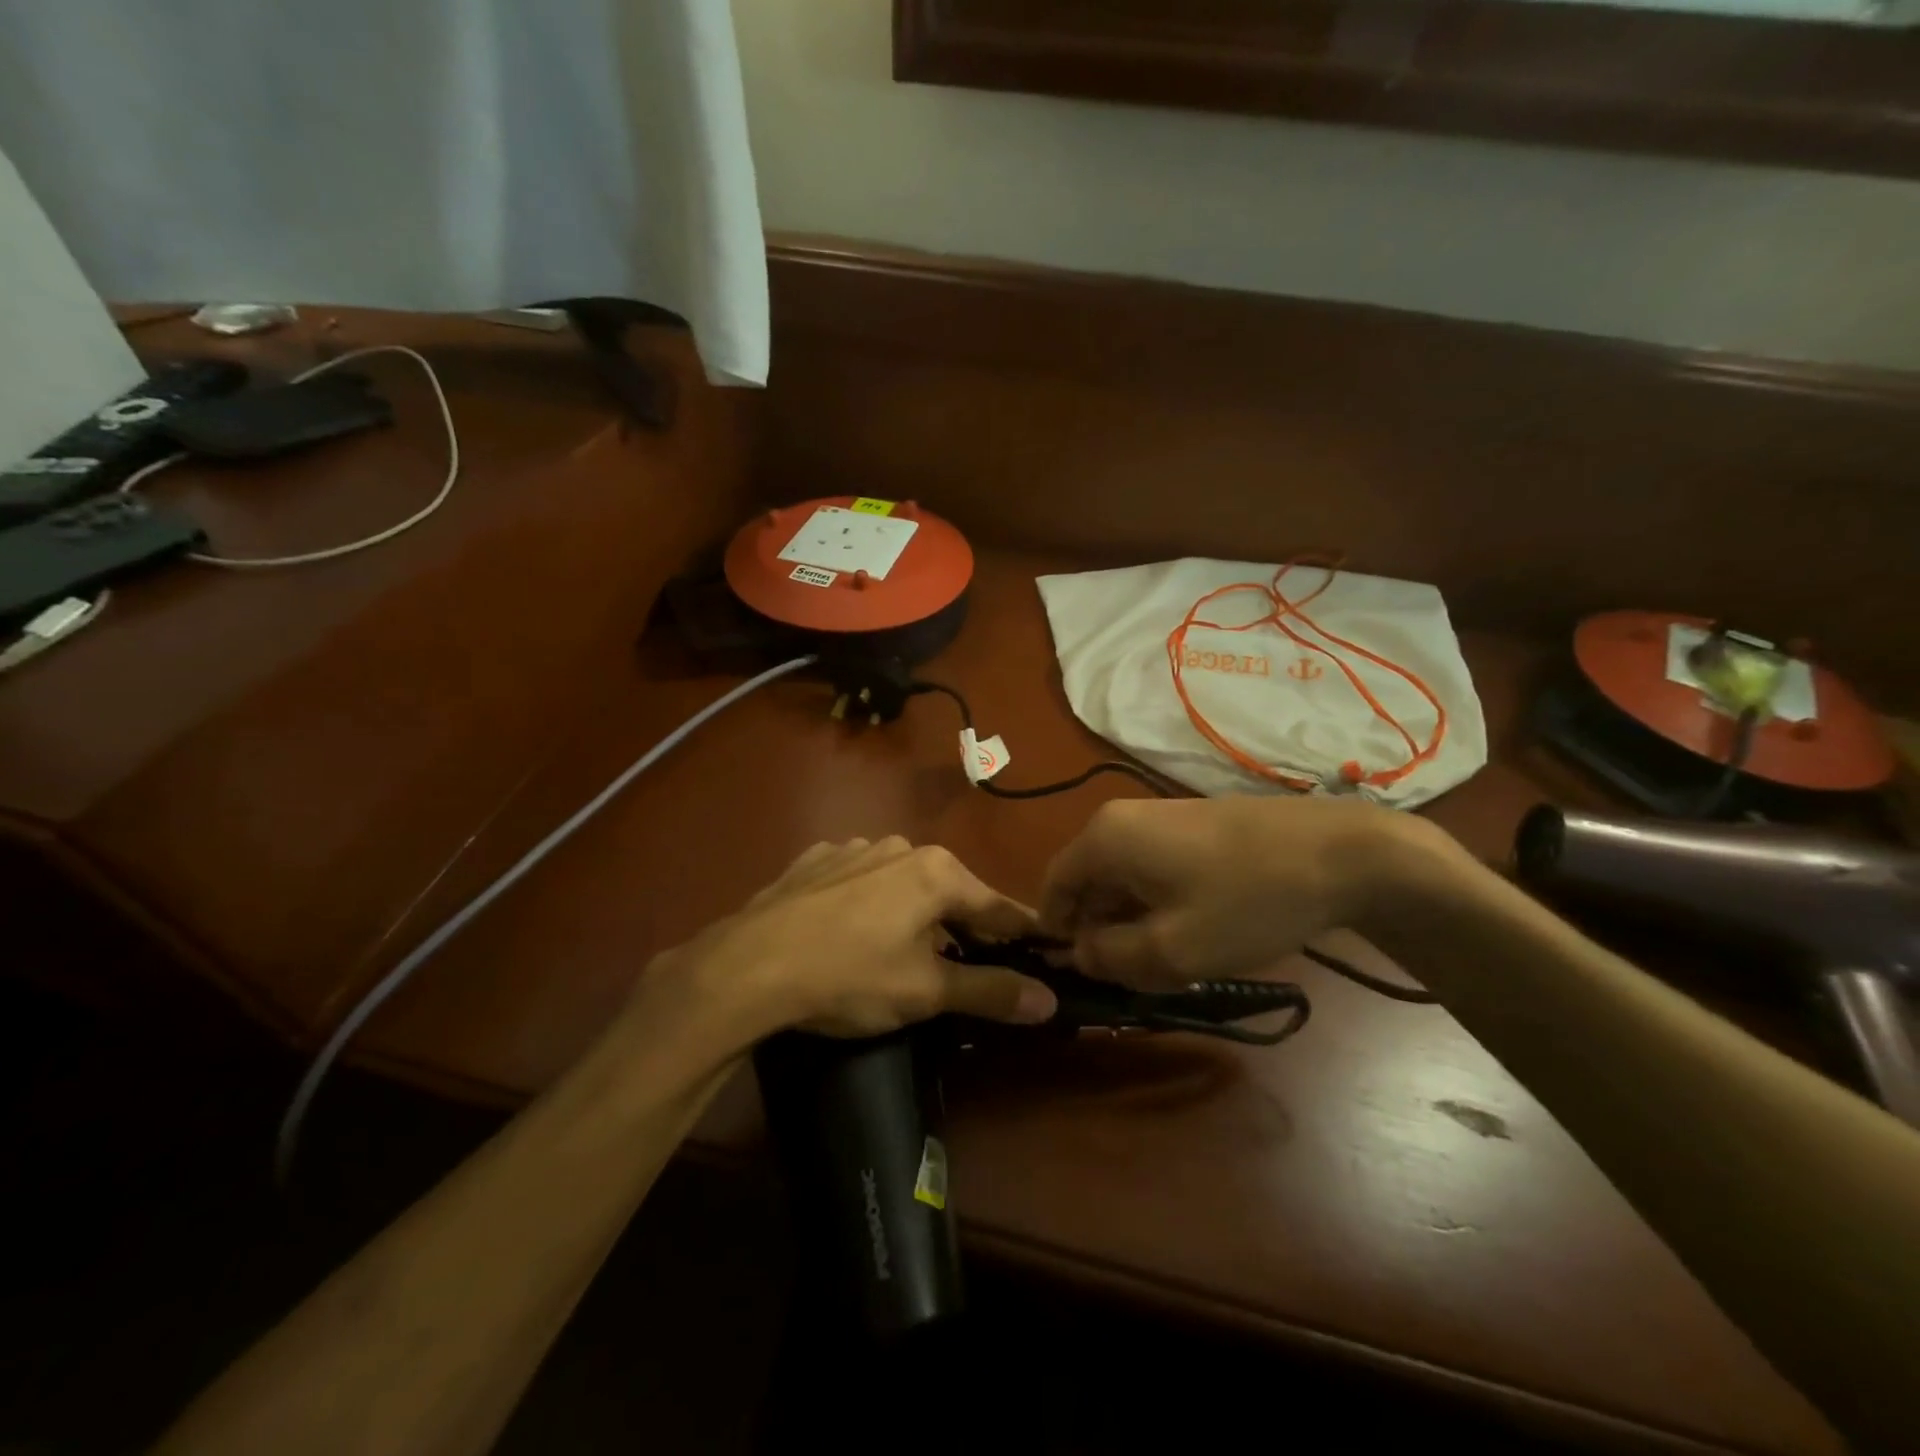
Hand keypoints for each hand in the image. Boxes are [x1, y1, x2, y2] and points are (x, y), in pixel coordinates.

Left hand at [644, 837, 1059, 1044]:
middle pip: (950, 892)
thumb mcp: (926, 992)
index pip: (999, 907)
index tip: (1045, 953)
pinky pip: (858, 880)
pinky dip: (868, 903)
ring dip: (914, 913)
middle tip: (970, 966)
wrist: (747, 966)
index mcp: (938, 872)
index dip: (1024, 935)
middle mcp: (901, 846)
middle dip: (964, 927)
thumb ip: (991, 991)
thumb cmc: (850, 976)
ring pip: (903, 883)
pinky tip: (850, 932)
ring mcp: (853, 848)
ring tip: (902, 952)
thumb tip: (1049, 1001)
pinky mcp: (815, 860)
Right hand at [1038, 796, 1437, 987]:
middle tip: (1135, 977)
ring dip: (1135, 923)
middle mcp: (1121, 819)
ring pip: (1124, 880)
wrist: (1342, 853)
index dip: (1057, 935)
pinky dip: (1161, 904)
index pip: (1052, 888)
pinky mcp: (1193, 825)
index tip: (1083, 976)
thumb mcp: (1173, 950)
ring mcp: (1160, 818)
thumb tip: (1080, 954)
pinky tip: (1198, 931)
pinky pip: (1154, 869)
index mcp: (1104, 838)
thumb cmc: (1246, 901)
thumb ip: (1112, 958)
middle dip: (1102, 933)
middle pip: (1088, 884)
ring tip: (1172, 960)